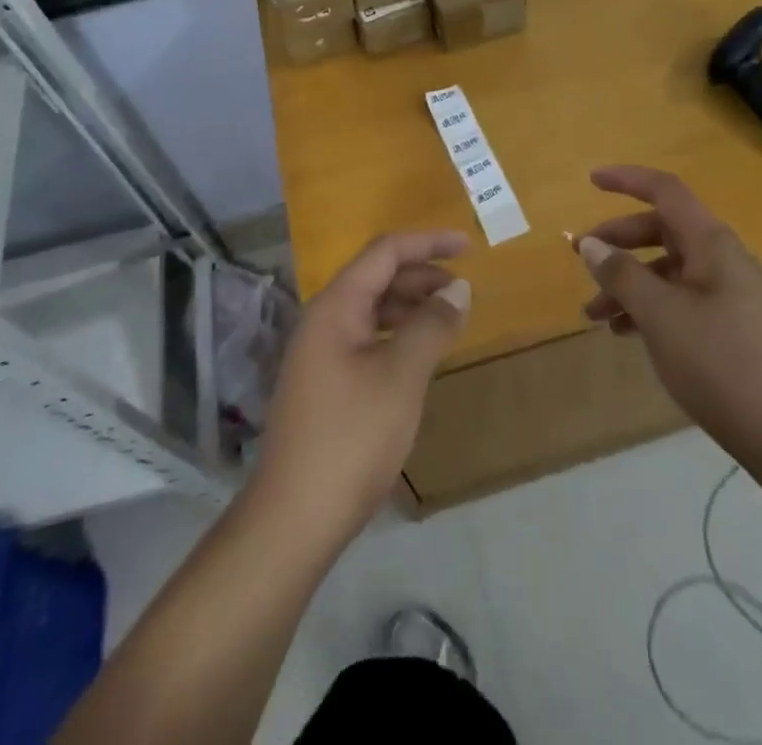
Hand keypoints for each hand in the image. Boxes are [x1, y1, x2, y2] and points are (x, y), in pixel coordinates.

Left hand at [253, 232, 469, 548]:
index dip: (428, 243)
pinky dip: (397, 334)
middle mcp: (324, 319)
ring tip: (449, 318)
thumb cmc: (351, 438)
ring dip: (411, 305)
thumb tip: (458, 288)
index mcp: (336, 306)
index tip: (468, 246)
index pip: (385, 252)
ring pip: (372, 308)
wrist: (293, 518)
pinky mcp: (324, 382)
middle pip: (377, 276)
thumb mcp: (401, 377)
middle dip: (422, 274)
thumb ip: (431, 325)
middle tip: (464, 288)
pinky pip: (367, 337)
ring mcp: (320, 352)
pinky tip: (419, 353)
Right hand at [576, 165, 761, 472]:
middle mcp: (723, 259)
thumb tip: (591, 244)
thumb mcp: (661, 316)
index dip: (627, 180)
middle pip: (663, 231)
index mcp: (711, 244)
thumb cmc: (722, 364)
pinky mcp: (734, 327)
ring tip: (595, 315)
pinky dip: (651, 307)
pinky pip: (682, 300)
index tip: (591, 181)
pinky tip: (627, 334)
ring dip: (630, 283)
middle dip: (619, 242)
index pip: (666, 192)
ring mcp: (732, 294)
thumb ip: (623, 275)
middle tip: (582, 259)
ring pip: (669, 270)